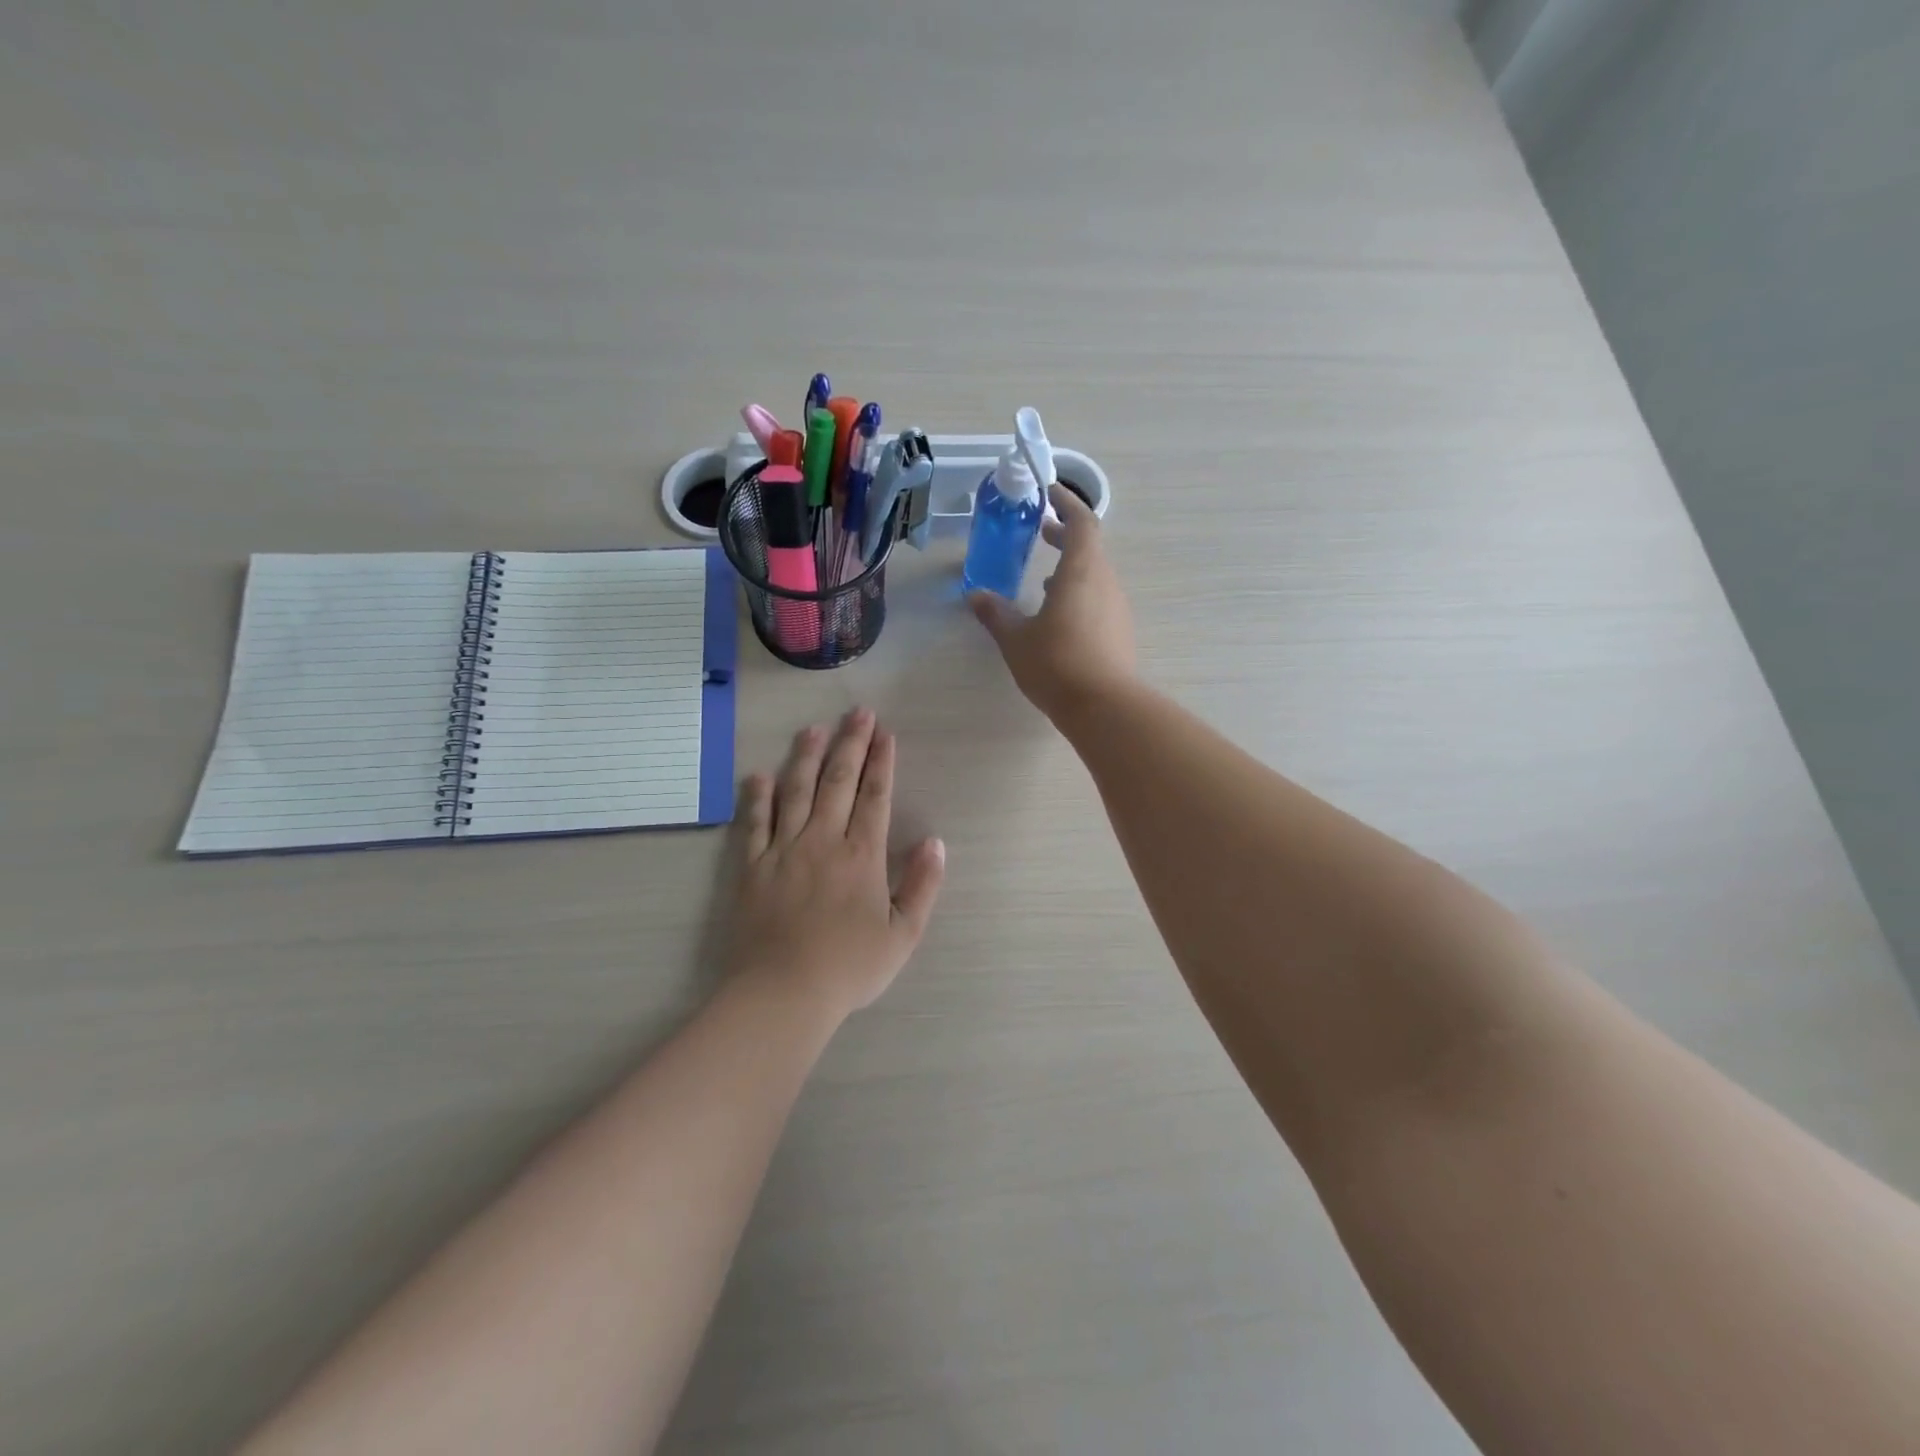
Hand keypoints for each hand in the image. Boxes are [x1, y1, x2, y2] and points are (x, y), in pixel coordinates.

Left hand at [728, 709, 945, 1017]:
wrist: (782, 993)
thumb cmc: (848, 967)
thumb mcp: (903, 935)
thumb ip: (922, 885)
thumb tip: (935, 842)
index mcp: (861, 855)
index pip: (875, 796)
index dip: (881, 762)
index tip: (885, 734)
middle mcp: (822, 840)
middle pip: (838, 781)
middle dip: (850, 744)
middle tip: (857, 713)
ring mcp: (782, 850)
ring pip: (795, 791)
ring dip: (805, 757)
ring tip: (813, 728)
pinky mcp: (752, 867)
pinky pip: (753, 823)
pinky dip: (756, 797)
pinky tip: (759, 775)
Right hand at [968, 483, 1136, 720]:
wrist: (1104, 707)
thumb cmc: (1057, 664)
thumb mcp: (1016, 639)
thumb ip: (996, 614)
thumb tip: (975, 596)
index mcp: (1081, 572)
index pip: (1082, 522)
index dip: (1067, 504)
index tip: (1049, 493)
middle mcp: (1105, 583)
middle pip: (1090, 547)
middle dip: (1066, 536)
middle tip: (1041, 532)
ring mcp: (1116, 608)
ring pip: (1095, 575)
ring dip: (1072, 569)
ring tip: (1044, 579)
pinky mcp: (1120, 632)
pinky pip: (1099, 600)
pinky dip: (1079, 594)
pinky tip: (1059, 617)